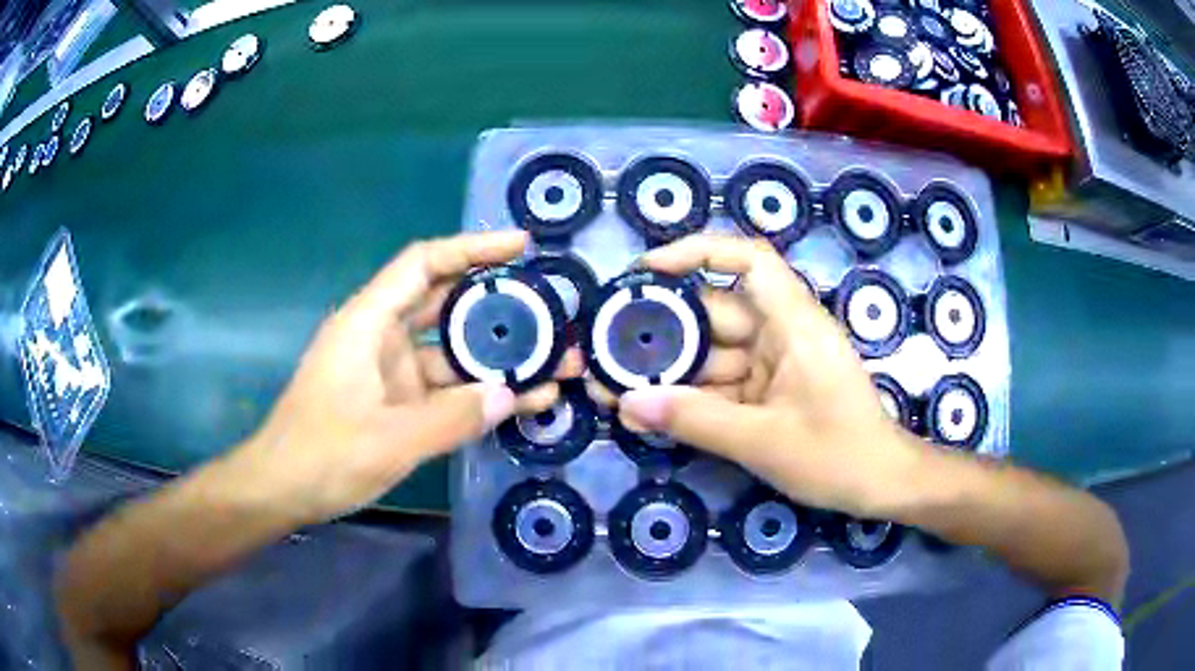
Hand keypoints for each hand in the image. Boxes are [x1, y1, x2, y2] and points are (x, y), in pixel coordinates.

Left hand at [238, 231, 582, 523]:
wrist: (283, 491)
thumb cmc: (323, 455)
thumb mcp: (390, 439)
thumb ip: (452, 417)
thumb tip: (509, 394)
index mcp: (369, 323)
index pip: (424, 263)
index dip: (472, 248)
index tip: (520, 246)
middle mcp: (382, 338)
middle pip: (447, 304)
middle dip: (499, 306)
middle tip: (552, 311)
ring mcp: (391, 374)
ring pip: (452, 353)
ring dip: (498, 359)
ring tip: (556, 365)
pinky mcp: (398, 404)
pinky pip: (446, 390)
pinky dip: (479, 394)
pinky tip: (522, 403)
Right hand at [617, 235, 914, 517]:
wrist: (880, 485)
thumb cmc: (838, 455)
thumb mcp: (763, 441)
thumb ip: (696, 420)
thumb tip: (630, 402)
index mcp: (794, 323)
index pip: (748, 260)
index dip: (697, 252)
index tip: (648, 270)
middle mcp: (783, 333)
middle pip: (716, 314)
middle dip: (664, 333)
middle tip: (609, 351)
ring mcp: (776, 364)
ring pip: (714, 355)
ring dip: (671, 374)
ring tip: (617, 392)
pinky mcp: (770, 391)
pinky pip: (723, 385)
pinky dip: (691, 399)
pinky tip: (650, 414)